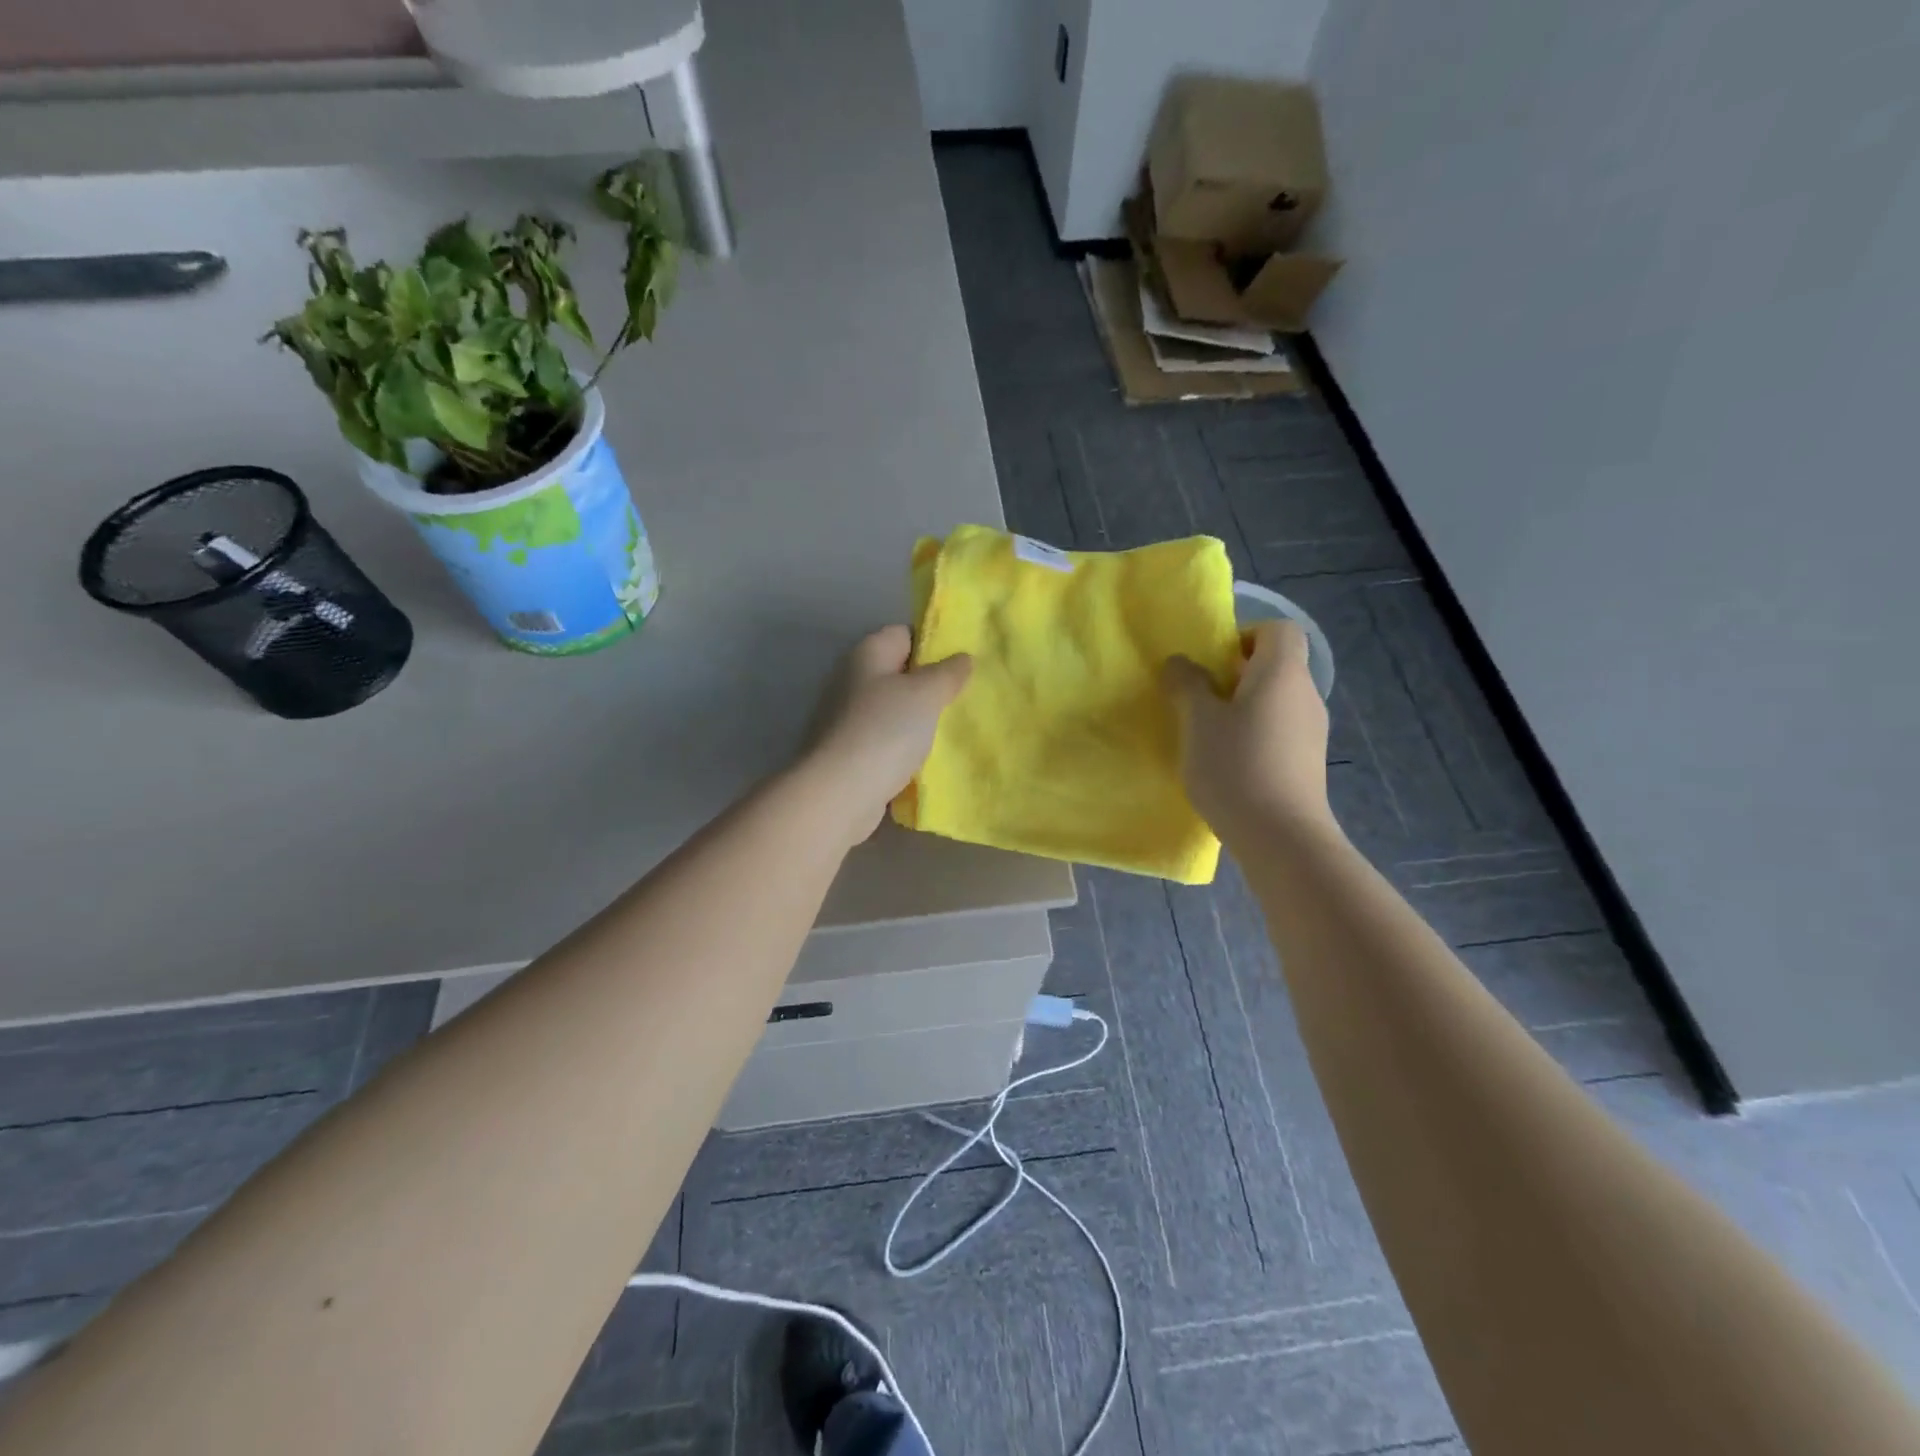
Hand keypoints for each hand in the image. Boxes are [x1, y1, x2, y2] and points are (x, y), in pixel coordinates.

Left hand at [800, 625, 971, 846]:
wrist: (839, 793)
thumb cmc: (884, 731)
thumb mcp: (925, 694)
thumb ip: (948, 673)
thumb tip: (962, 658)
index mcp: (867, 654)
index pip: (904, 633)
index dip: (934, 644)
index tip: (963, 665)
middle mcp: (852, 680)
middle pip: (899, 673)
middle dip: (930, 685)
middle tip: (964, 698)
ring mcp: (848, 718)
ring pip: (894, 710)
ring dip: (919, 719)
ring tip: (954, 728)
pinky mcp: (850, 752)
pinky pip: (886, 740)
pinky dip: (905, 747)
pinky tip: (928, 758)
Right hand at [1163, 620, 1333, 845]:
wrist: (1281, 838)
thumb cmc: (1236, 767)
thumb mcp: (1198, 722)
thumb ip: (1187, 685)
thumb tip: (1181, 663)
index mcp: (1282, 673)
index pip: (1278, 630)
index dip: (1245, 635)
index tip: (1213, 661)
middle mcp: (1305, 694)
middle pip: (1276, 665)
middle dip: (1236, 674)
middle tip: (1200, 698)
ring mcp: (1312, 731)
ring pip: (1276, 701)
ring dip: (1243, 707)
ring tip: (1208, 734)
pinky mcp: (1308, 762)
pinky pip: (1280, 731)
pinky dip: (1255, 734)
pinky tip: (1229, 763)